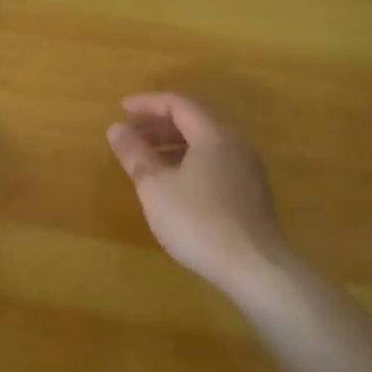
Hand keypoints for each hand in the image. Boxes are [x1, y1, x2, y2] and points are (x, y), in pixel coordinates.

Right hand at [107, 92, 292, 304]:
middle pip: (193, 121)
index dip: (147, 104)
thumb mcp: (156, 187)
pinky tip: (173, 183)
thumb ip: (135, 154)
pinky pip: (214, 162)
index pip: (178, 104)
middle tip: (129, 135)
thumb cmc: (199, 222)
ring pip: (204, 143)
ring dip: (172, 144)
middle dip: (157, 124)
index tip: (121, 111)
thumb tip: (116, 128)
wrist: (255, 267)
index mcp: (213, 134)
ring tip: (145, 159)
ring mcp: (247, 168)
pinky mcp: (251, 192)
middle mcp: (235, 143)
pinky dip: (189, 161)